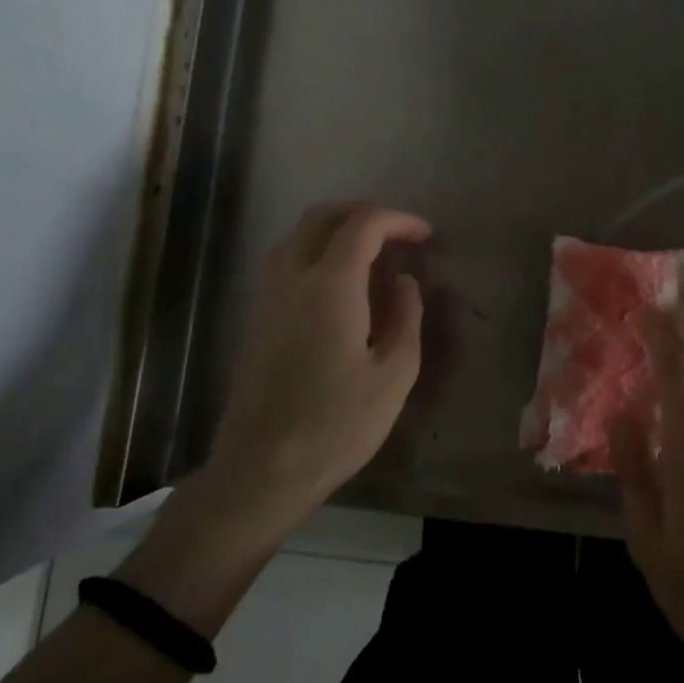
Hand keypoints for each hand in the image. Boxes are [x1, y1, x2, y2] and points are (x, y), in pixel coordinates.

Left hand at [123, 202, 429, 630]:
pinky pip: (286, 262)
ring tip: (373, 256)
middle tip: (397, 233)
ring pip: (297, 236)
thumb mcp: (394, 374)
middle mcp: (291, 278)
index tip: (426, 236)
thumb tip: (404, 281)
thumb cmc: (337, 424)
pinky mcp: (257, 319)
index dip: (398, 220)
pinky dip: (317, 252)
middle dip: (362, 212)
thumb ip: (406, 316)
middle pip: (321, 217)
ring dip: (336, 230)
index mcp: (329, 286)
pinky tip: (342, 287)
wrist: (262, 469)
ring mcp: (267, 298)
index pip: (363, 225)